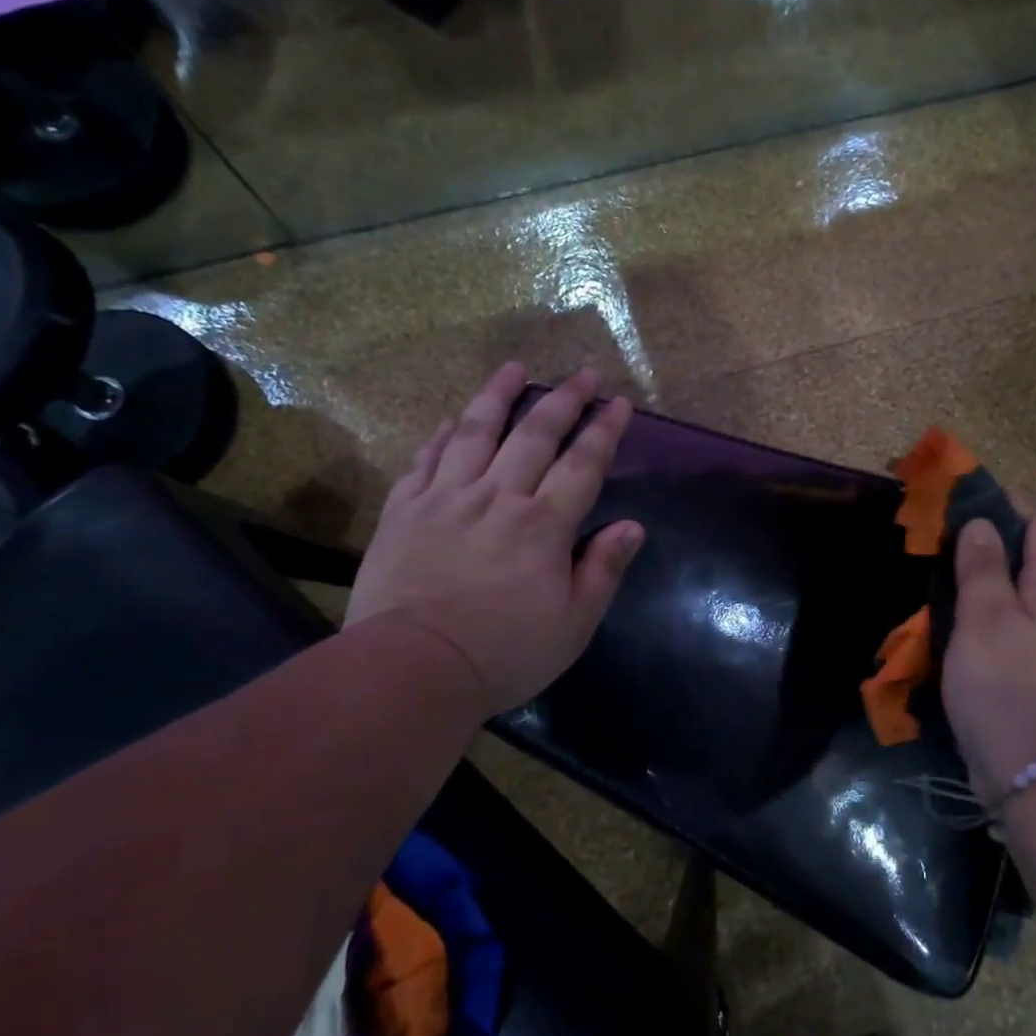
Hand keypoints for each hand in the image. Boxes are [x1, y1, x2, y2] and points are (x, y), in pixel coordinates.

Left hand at [345, 364, 643, 717]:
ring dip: (499, 396)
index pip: (582, 464)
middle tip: (582, 373)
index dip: (603, 430)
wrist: (412, 667)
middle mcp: (498, 498)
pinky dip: (441, 436)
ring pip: (476, 432)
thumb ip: (602, 570)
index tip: (618, 402)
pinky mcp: (404, 511)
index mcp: (543, 525)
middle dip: (564, 400)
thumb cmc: (504, 653)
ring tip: (515, 368)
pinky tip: (452, 420)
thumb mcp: (573, 624)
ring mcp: (446, 499)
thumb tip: (632, 526)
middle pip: (535, 435)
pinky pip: (425, 461)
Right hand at [941, 514, 1035, 805]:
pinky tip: (1004, 608)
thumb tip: (982, 522)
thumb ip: (982, 567)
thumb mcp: (983, 620)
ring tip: (987, 565)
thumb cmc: (1006, 687)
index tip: (966, 501)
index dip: (1006, 504)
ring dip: (1030, 563)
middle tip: (981, 533)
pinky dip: (1031, 595)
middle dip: (1026, 531)